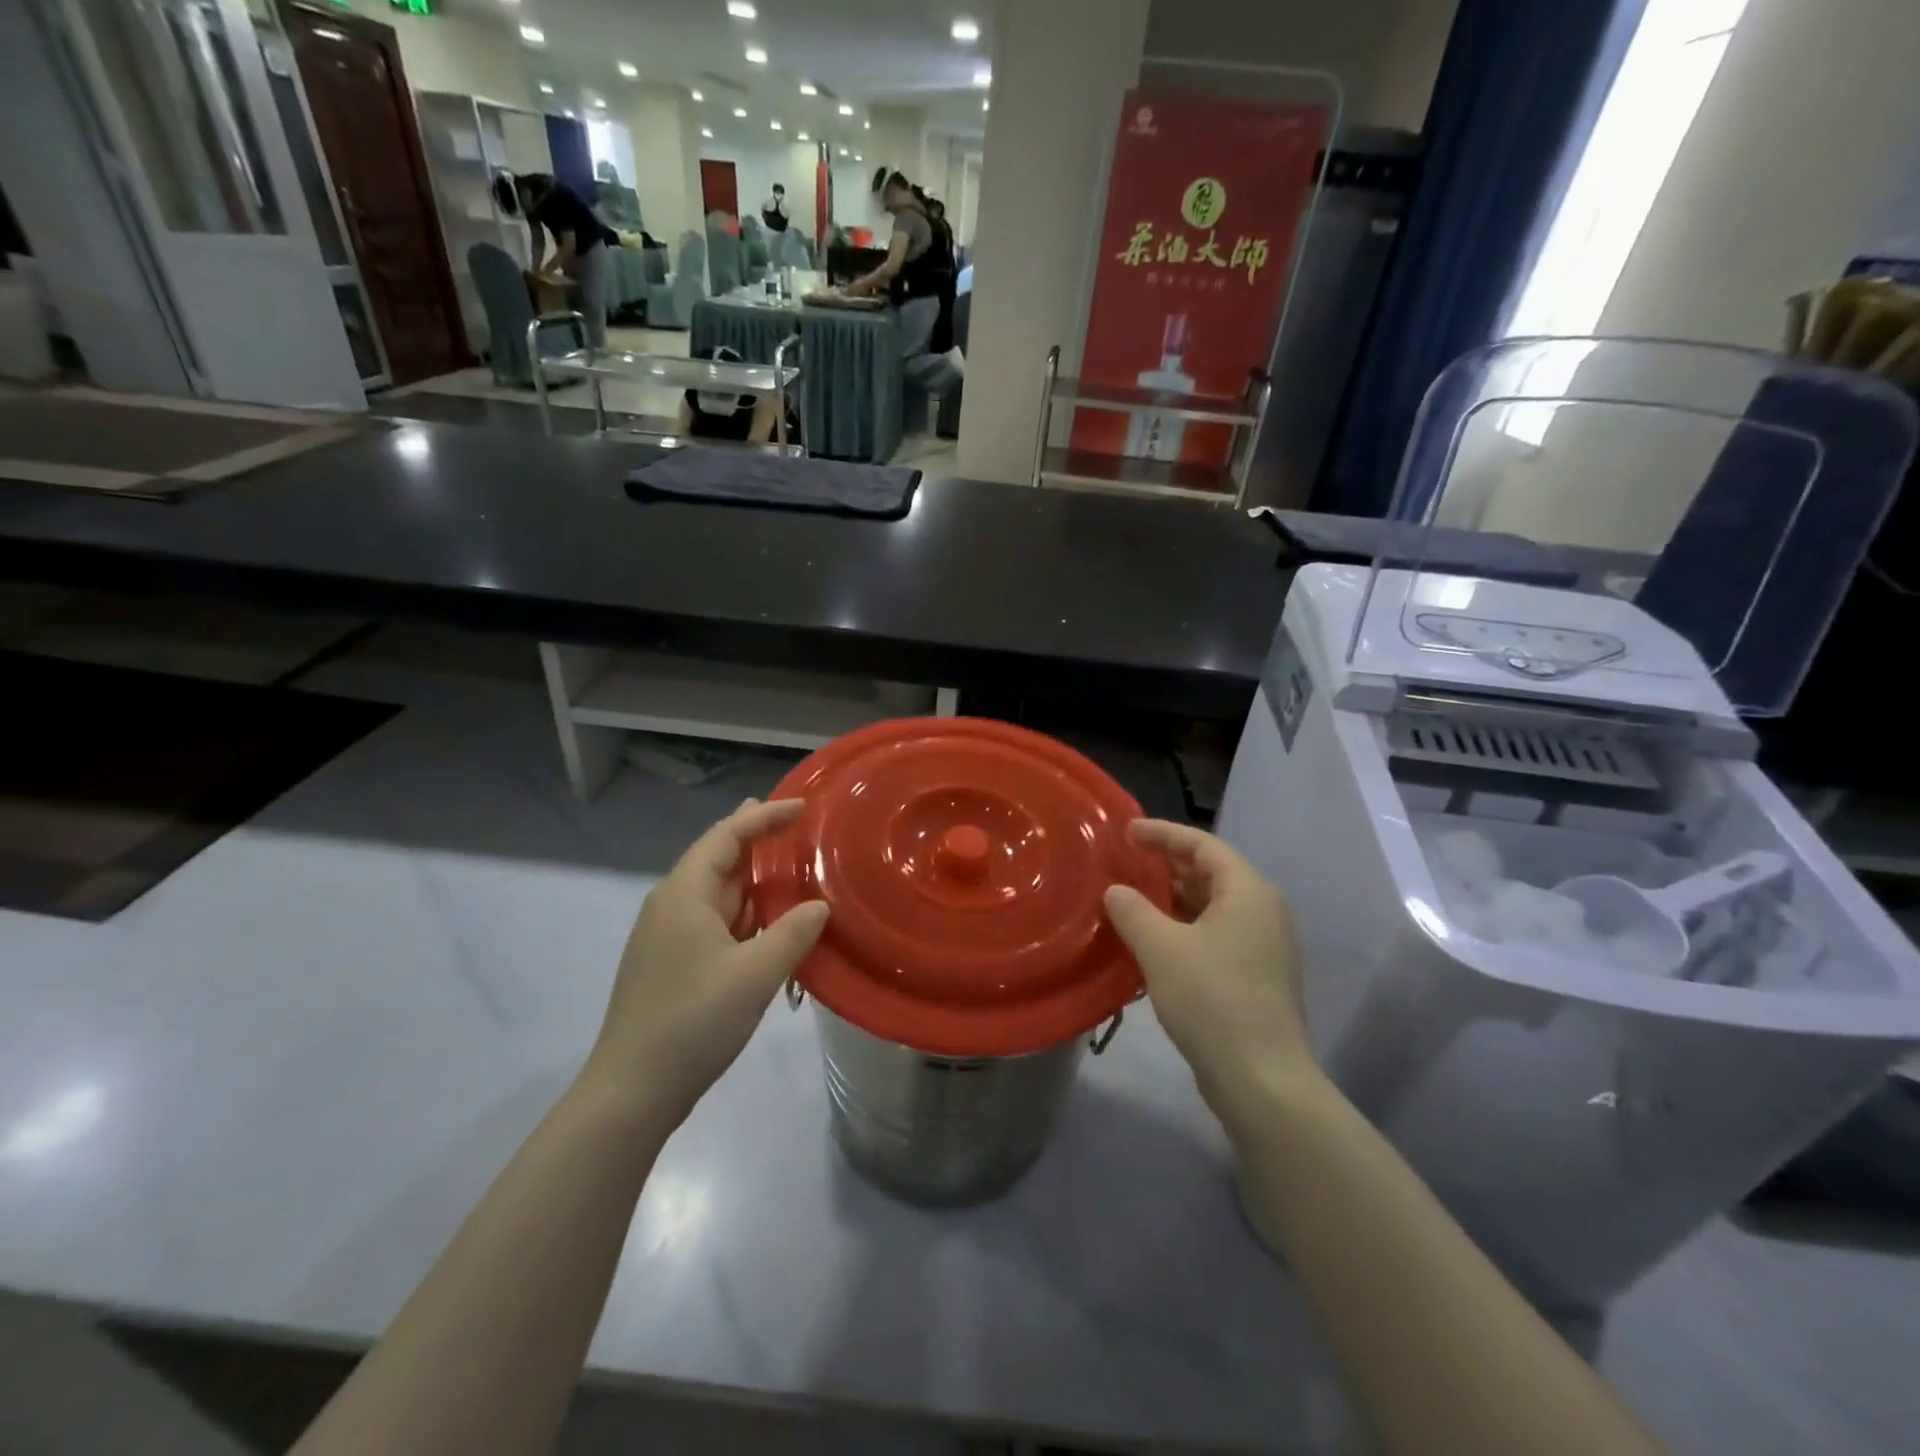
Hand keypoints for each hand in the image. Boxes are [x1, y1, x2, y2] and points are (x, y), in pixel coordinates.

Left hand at [581, 799, 828, 1129]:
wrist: (632, 1090)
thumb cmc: (693, 1021)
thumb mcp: (755, 975)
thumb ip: (793, 933)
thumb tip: (819, 906)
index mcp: (685, 894)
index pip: (727, 836)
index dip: (764, 817)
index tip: (802, 807)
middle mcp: (671, 905)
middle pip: (717, 857)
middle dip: (756, 839)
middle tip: (794, 824)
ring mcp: (667, 935)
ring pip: (716, 891)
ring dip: (752, 879)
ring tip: (790, 867)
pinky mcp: (671, 962)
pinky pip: (714, 919)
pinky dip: (744, 910)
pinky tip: (768, 921)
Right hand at [1103, 821, 1312, 1134]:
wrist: (1261, 1079)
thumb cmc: (1211, 999)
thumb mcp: (1160, 947)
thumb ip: (1132, 910)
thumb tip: (1115, 891)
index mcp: (1248, 892)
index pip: (1203, 845)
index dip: (1163, 834)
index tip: (1127, 831)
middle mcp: (1264, 911)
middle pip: (1212, 872)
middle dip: (1168, 865)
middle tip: (1128, 862)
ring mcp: (1265, 946)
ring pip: (1214, 906)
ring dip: (1174, 899)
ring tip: (1133, 898)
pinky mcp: (1258, 976)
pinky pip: (1217, 933)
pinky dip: (1186, 927)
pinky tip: (1154, 940)